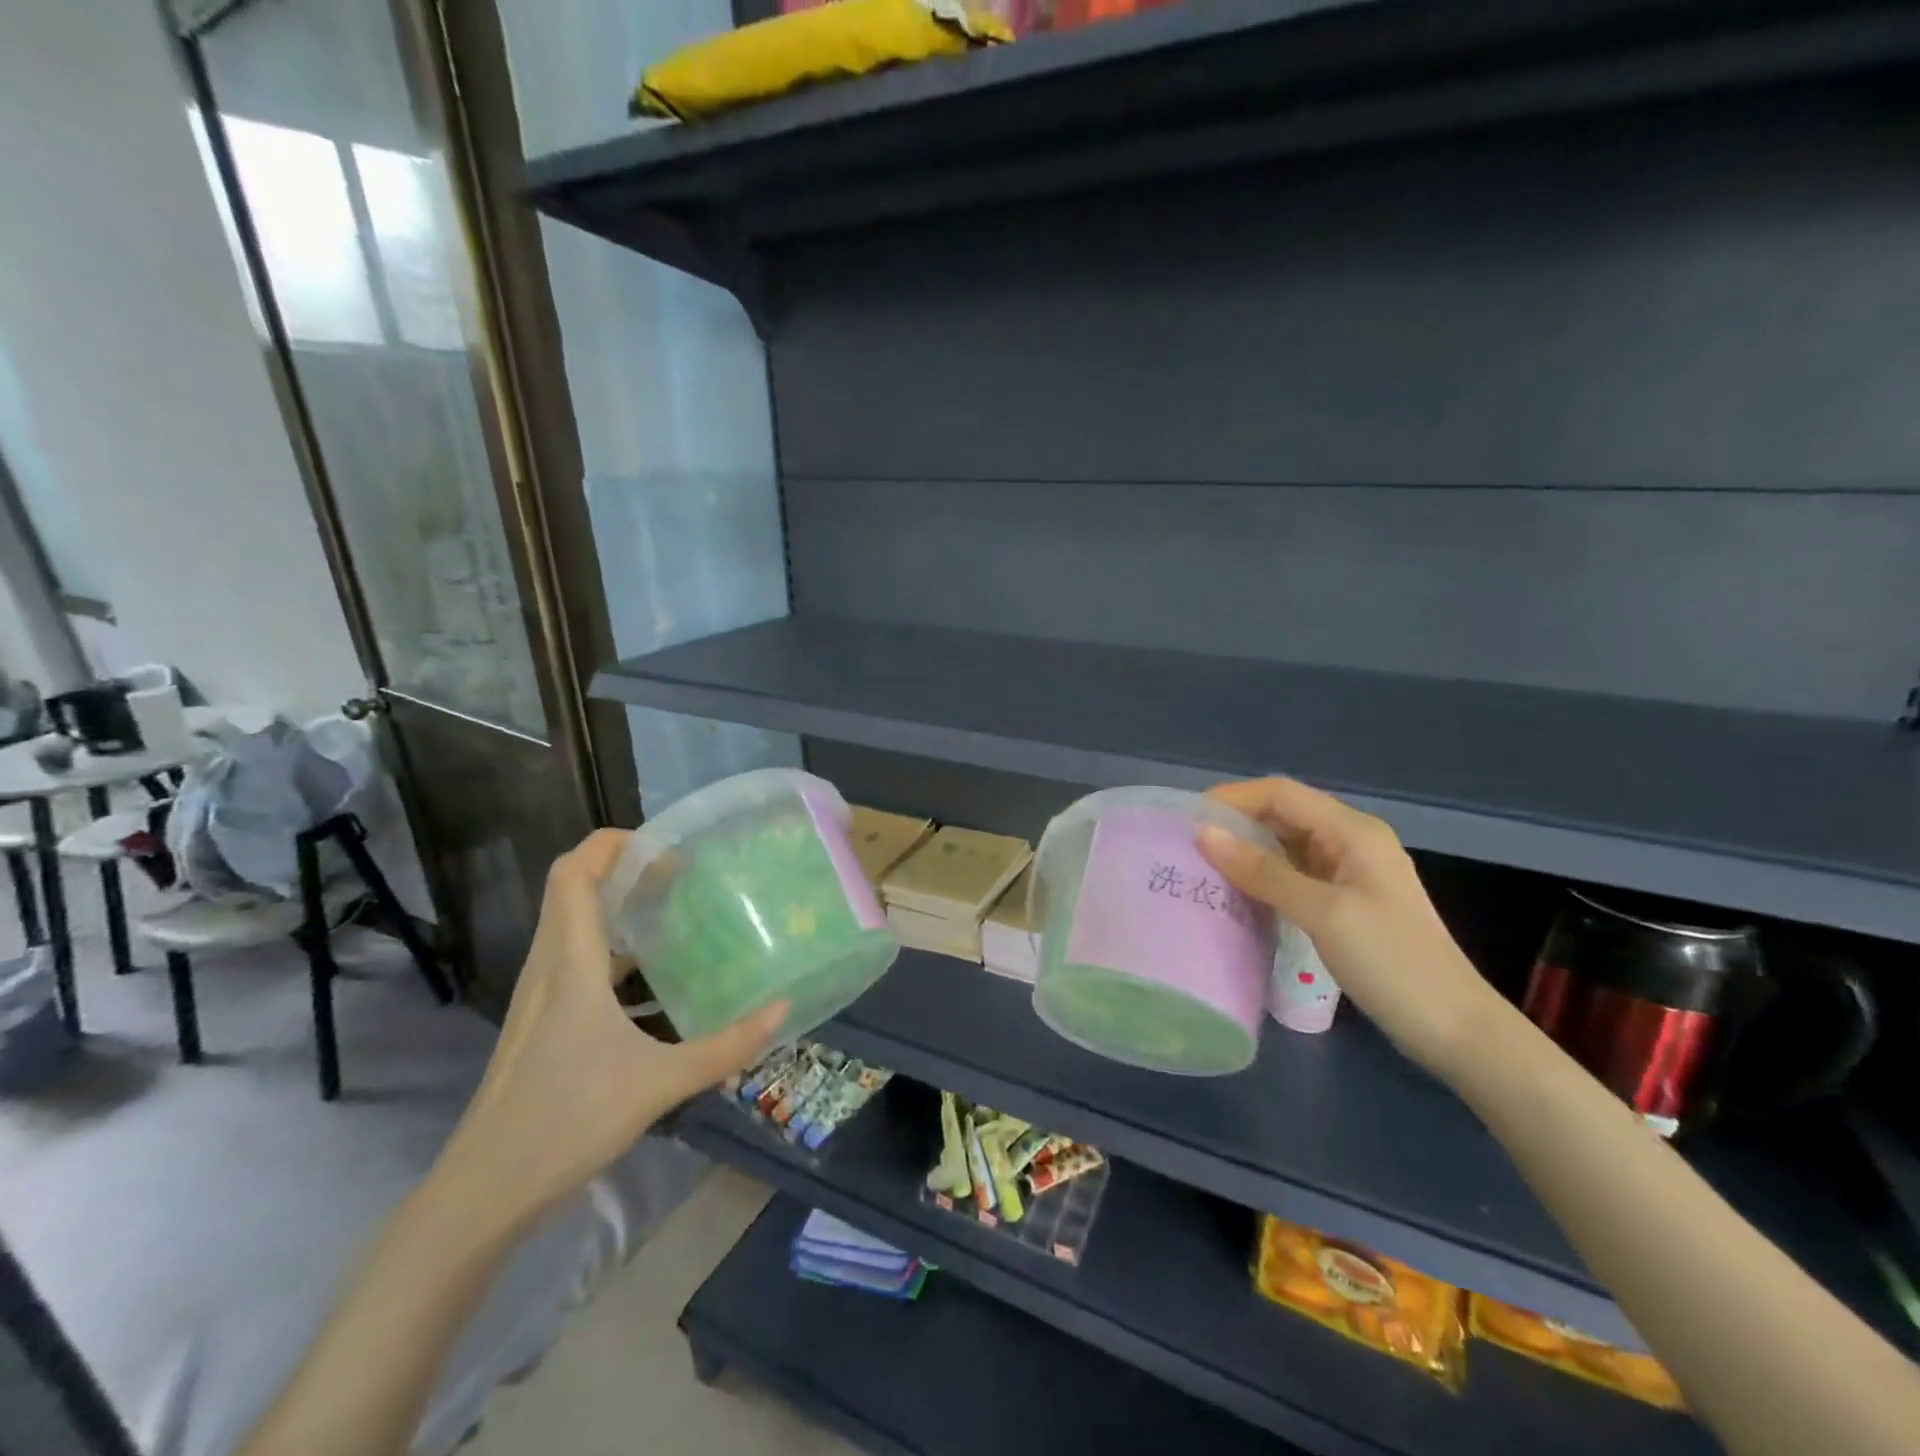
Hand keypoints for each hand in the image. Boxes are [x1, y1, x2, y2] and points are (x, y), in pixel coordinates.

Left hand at [435, 830, 783, 1234]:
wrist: (484, 1190)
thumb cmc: (568, 1121)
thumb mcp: (660, 1083)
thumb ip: (726, 1046)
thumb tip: (783, 1009)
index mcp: (570, 964)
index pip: (574, 873)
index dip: (612, 843)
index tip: (666, 845)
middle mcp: (549, 966)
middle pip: (573, 887)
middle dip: (624, 866)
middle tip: (682, 870)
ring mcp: (540, 994)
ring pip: (572, 921)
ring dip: (616, 903)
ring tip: (672, 908)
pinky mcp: (540, 1019)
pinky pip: (574, 956)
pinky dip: (610, 943)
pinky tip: (650, 974)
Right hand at [1197, 778, 1507, 1077]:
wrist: (1454, 1028)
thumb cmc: (1391, 962)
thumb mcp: (1322, 912)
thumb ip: (1263, 871)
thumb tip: (1204, 834)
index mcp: (1352, 831)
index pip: (1281, 793)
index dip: (1233, 798)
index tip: (1187, 818)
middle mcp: (1351, 841)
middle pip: (1283, 814)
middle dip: (1236, 822)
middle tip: (1187, 845)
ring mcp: (1350, 873)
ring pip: (1286, 844)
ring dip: (1247, 850)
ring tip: (1202, 867)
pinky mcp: (1346, 902)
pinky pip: (1295, 874)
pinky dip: (1264, 876)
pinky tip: (1238, 893)